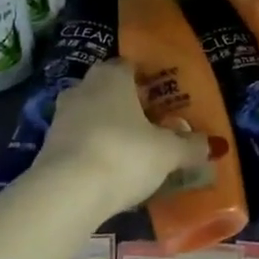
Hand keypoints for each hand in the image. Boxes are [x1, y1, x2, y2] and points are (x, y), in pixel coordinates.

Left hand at [33, 58, 208, 217]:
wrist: (67, 192)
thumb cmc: (125, 154)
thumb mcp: (167, 153)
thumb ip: (189, 146)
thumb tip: (211, 144)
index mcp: (113, 76)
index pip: (129, 66)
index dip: (146, 81)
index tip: (161, 99)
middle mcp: (84, 87)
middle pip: (108, 89)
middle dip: (126, 104)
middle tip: (149, 125)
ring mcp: (61, 116)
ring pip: (91, 115)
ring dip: (107, 128)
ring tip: (130, 151)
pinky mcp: (48, 145)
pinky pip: (78, 140)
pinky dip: (92, 149)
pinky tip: (107, 170)